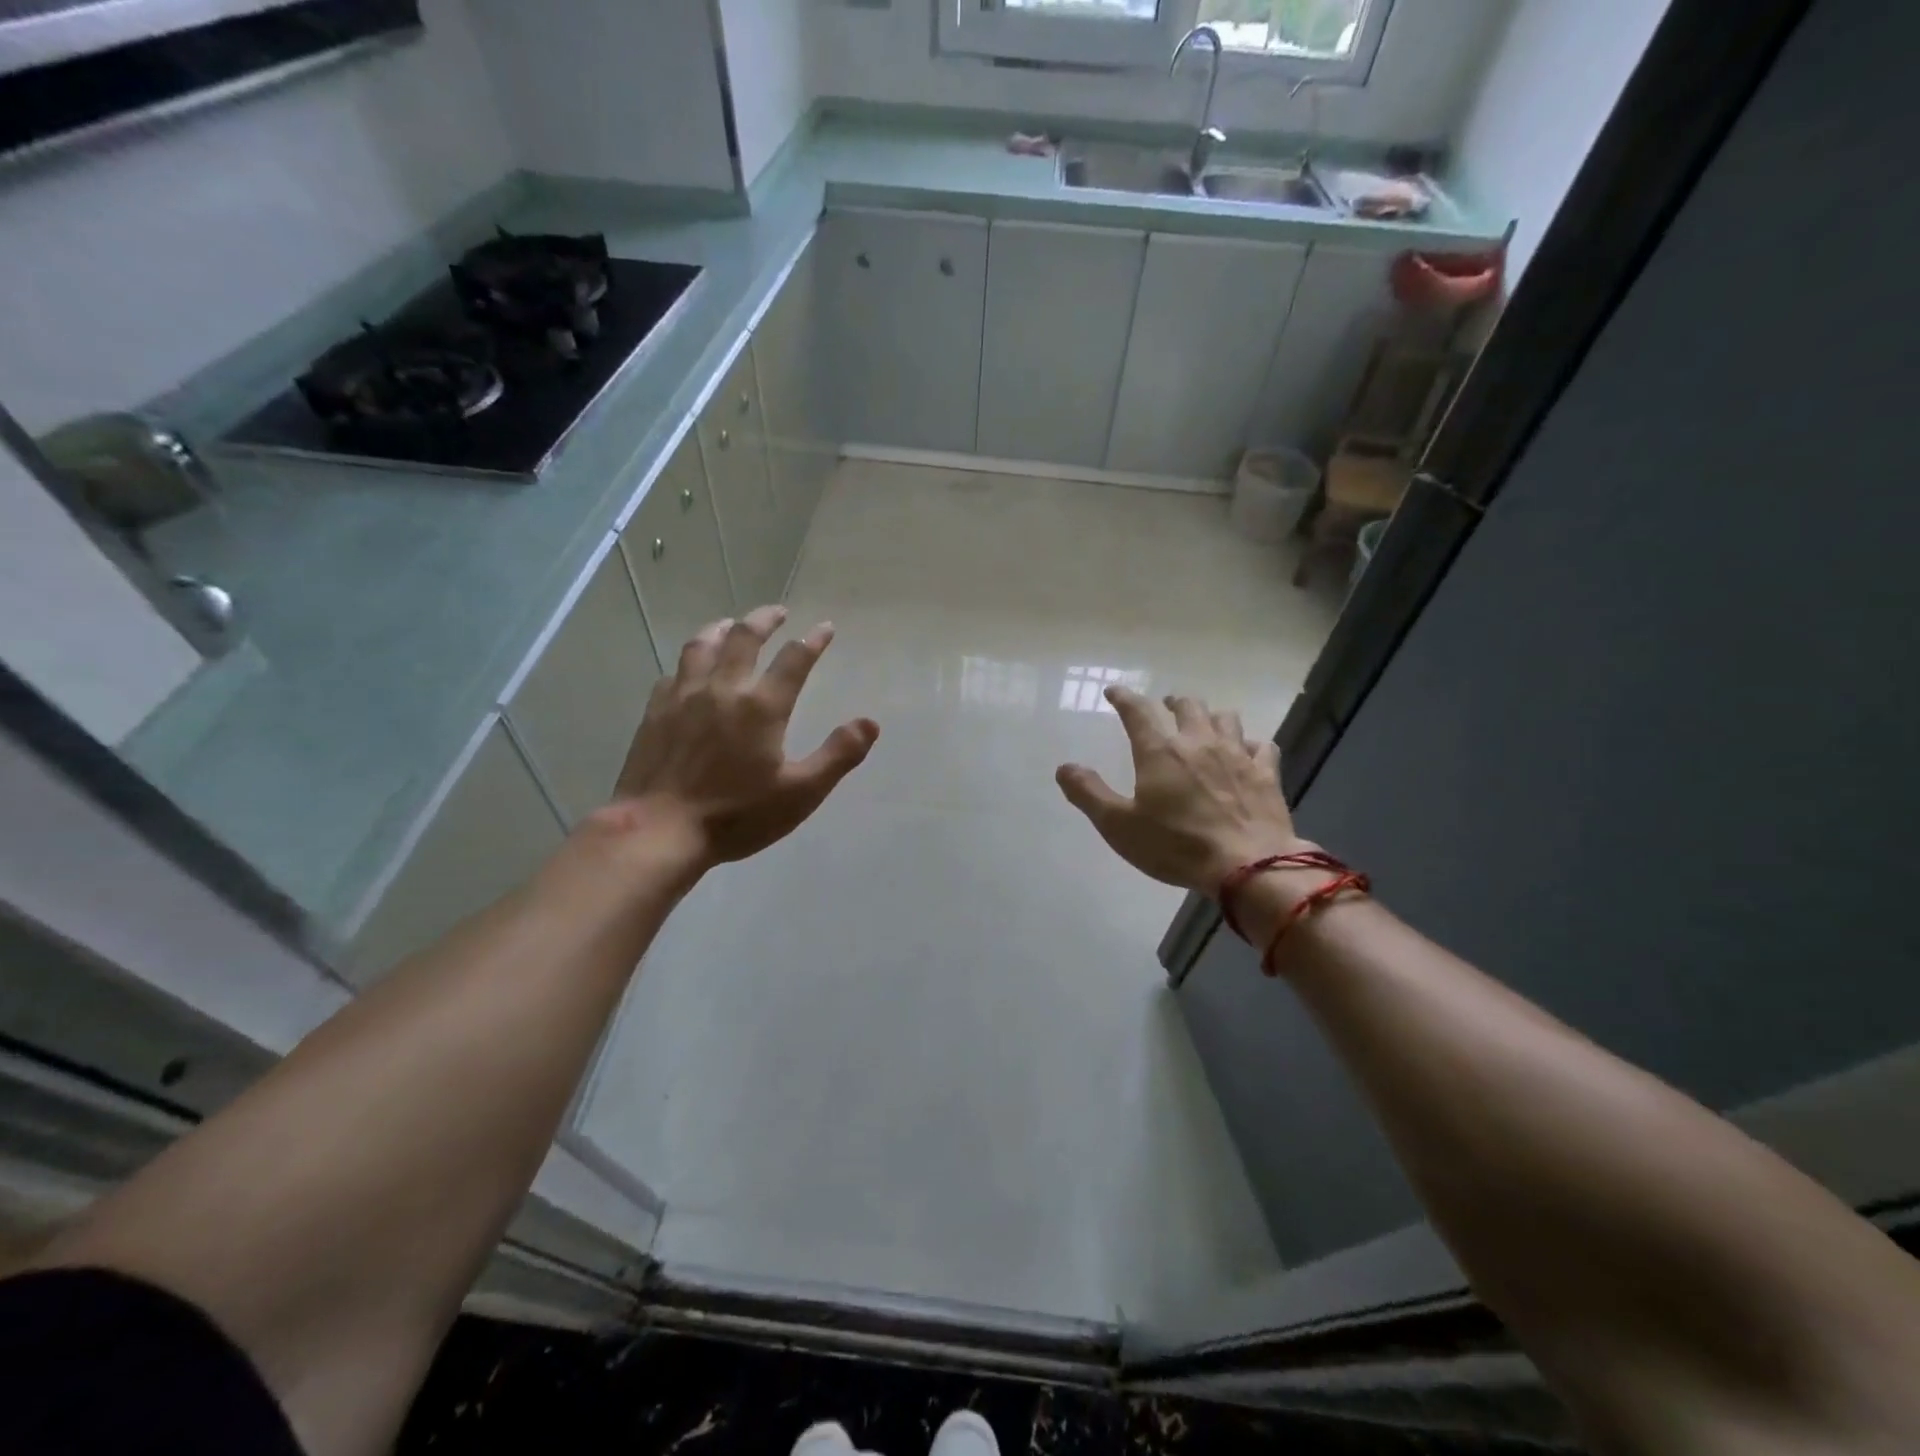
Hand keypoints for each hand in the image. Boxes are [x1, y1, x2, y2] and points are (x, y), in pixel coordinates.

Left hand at [597, 604, 878, 869]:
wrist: (659, 830)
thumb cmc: (736, 815)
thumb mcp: (800, 793)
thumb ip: (838, 755)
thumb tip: (871, 723)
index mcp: (762, 706)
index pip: (794, 659)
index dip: (813, 640)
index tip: (825, 627)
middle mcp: (723, 689)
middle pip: (744, 637)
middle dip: (765, 619)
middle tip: (778, 612)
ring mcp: (684, 696)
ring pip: (702, 644)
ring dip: (722, 628)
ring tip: (731, 624)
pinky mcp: (656, 711)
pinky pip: (674, 671)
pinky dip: (690, 660)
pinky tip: (691, 668)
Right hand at [1056, 688, 1307, 893]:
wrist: (1247, 866)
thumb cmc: (1175, 846)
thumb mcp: (1118, 825)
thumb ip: (1089, 793)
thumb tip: (1064, 767)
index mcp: (1159, 751)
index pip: (1137, 711)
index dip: (1124, 697)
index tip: (1114, 692)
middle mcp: (1198, 742)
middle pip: (1187, 705)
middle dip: (1173, 702)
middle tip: (1165, 706)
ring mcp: (1236, 755)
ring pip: (1226, 718)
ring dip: (1211, 716)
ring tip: (1204, 724)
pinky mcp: (1266, 774)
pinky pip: (1262, 746)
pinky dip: (1251, 744)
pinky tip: (1247, 752)